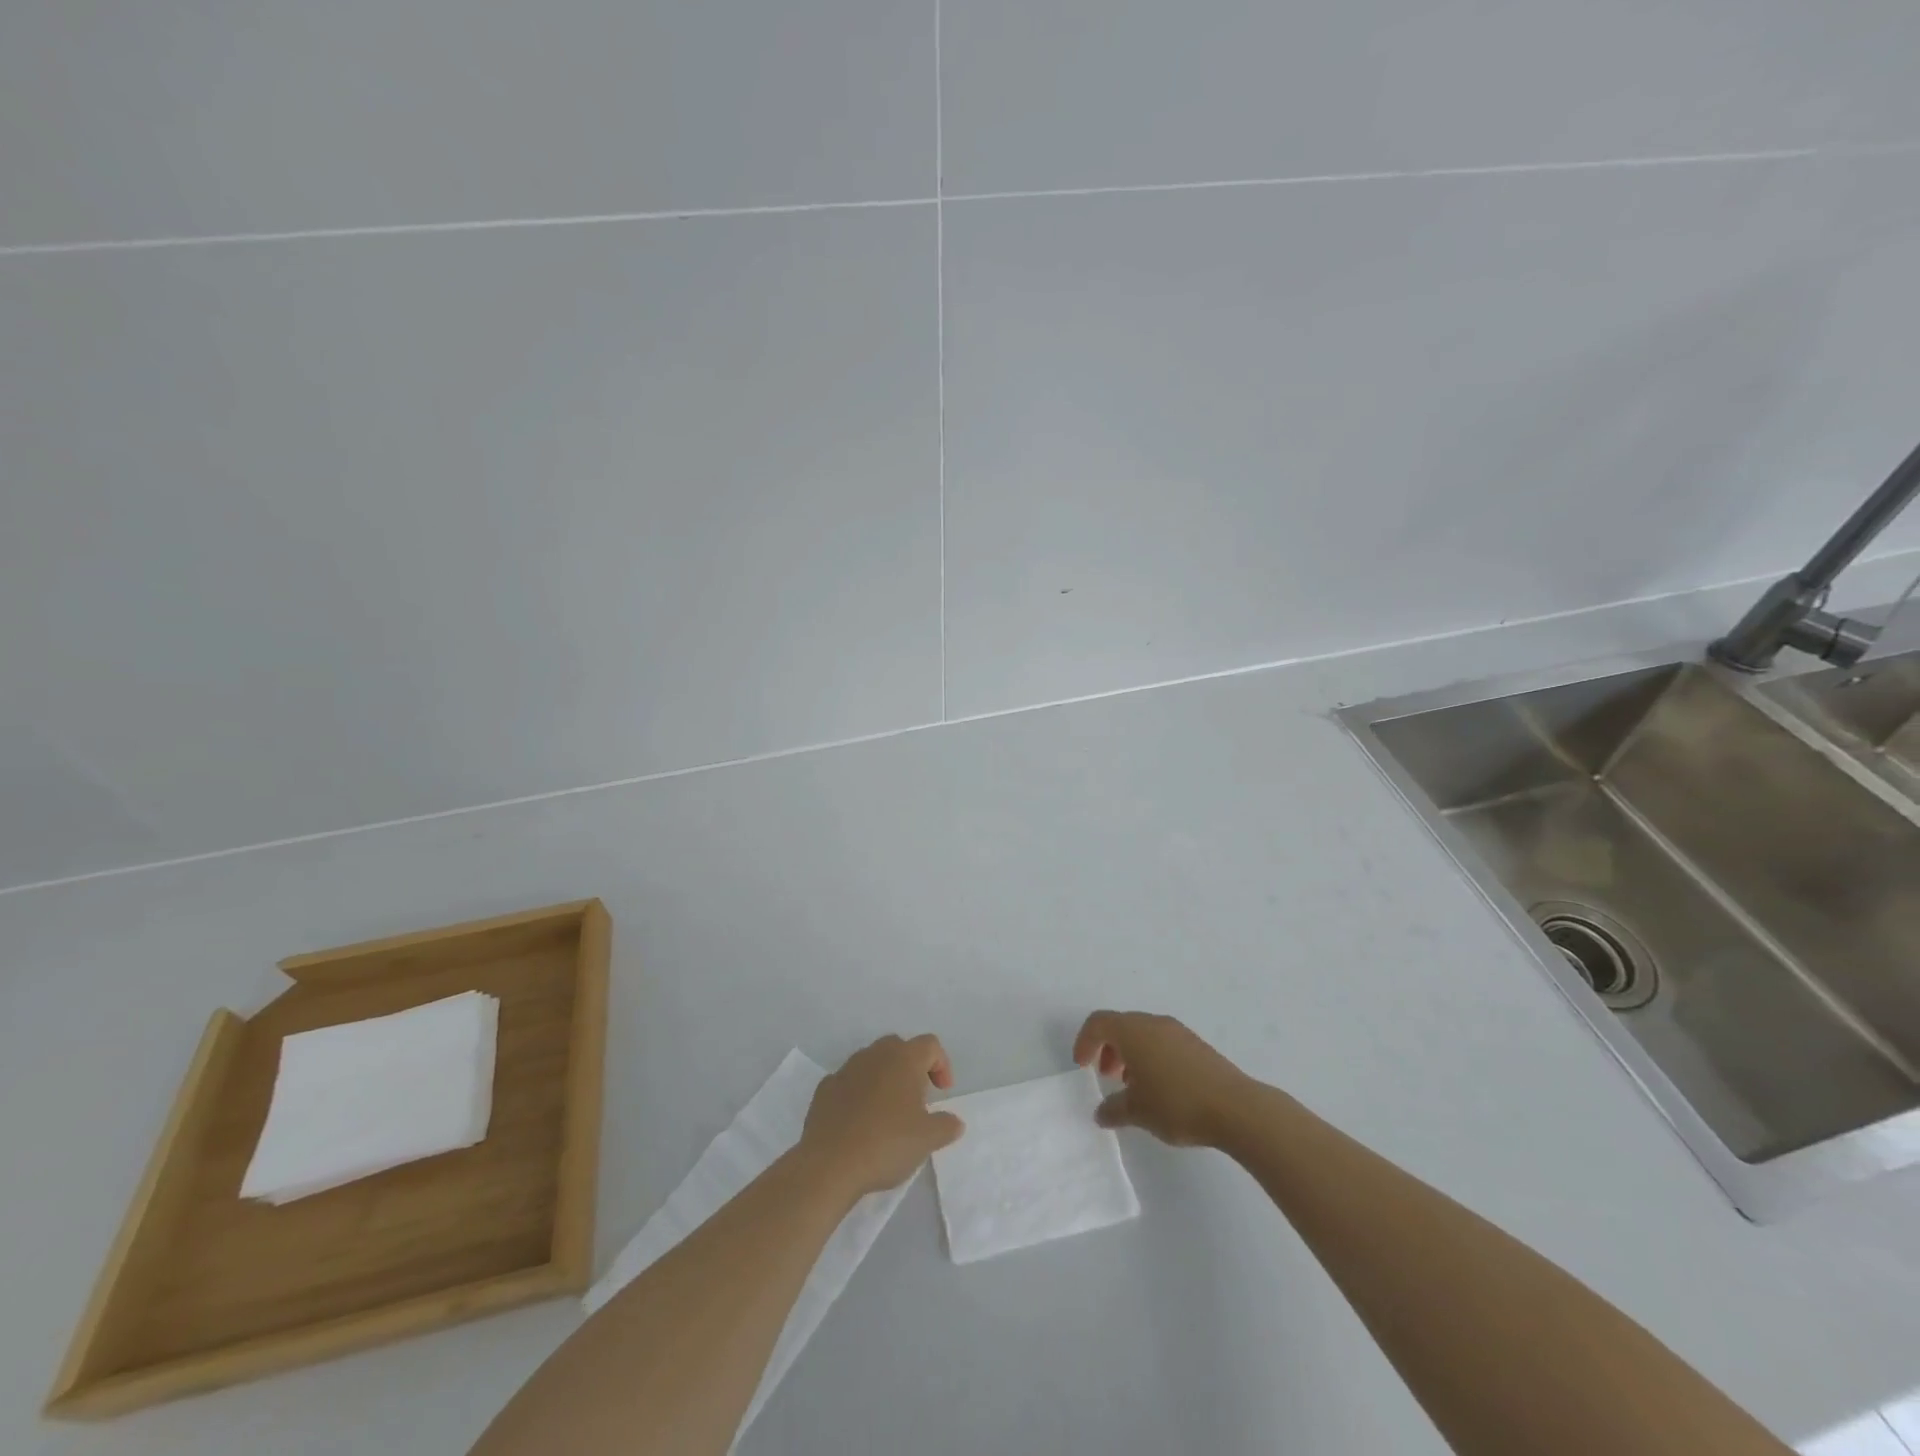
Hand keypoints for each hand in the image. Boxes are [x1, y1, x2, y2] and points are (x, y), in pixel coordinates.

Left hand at [801, 1034, 964, 1198]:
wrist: (829, 1164)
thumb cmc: (886, 1144)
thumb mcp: (927, 1140)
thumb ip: (946, 1126)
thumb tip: (955, 1121)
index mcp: (903, 1059)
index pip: (930, 1045)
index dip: (941, 1065)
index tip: (942, 1093)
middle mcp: (875, 1055)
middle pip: (899, 1047)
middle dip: (911, 1067)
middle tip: (916, 1098)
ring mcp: (846, 1069)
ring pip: (872, 1062)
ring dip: (884, 1078)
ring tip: (888, 1112)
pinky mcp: (824, 1088)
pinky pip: (848, 1081)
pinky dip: (858, 1093)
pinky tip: (859, 1121)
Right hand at [1073, 1011, 1250, 1147]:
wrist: (1235, 1107)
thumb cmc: (1176, 1104)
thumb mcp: (1137, 1112)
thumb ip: (1113, 1110)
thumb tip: (1101, 1112)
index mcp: (1133, 1031)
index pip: (1098, 1022)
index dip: (1085, 1041)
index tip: (1082, 1066)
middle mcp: (1153, 1023)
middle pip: (1120, 1025)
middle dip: (1107, 1048)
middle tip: (1105, 1076)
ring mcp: (1177, 1031)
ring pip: (1143, 1033)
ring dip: (1130, 1054)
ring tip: (1132, 1086)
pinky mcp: (1196, 1045)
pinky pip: (1162, 1042)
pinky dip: (1150, 1057)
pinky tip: (1159, 1087)